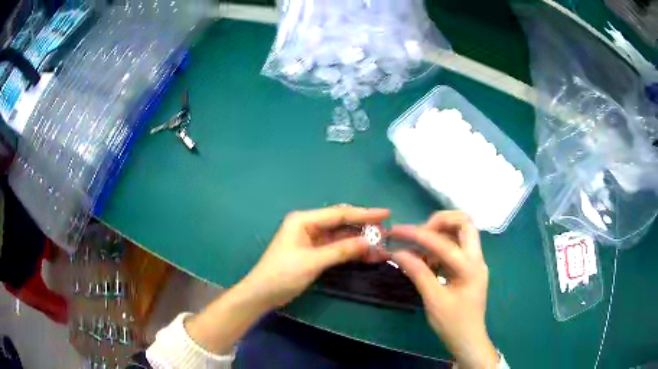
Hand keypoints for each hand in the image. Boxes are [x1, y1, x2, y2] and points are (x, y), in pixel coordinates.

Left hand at [240, 205, 390, 310]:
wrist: (263, 293)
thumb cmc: (282, 274)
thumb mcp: (312, 262)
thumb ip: (341, 250)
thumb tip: (369, 242)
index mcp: (304, 220)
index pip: (339, 213)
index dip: (364, 214)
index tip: (386, 214)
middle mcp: (309, 225)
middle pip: (342, 223)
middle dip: (364, 227)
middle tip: (387, 231)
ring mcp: (312, 239)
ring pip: (341, 236)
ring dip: (360, 241)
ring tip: (382, 246)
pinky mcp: (314, 252)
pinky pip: (337, 248)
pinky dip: (351, 251)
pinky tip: (367, 255)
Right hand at [391, 211, 497, 368]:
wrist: (468, 340)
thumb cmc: (453, 323)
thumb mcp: (433, 300)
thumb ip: (418, 273)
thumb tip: (398, 253)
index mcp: (470, 268)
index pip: (444, 243)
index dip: (418, 234)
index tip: (397, 231)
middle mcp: (477, 259)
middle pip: (464, 224)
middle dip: (440, 221)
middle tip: (419, 232)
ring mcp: (475, 263)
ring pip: (462, 233)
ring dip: (441, 232)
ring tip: (420, 246)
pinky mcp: (469, 269)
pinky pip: (457, 248)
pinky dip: (441, 246)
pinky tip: (427, 259)